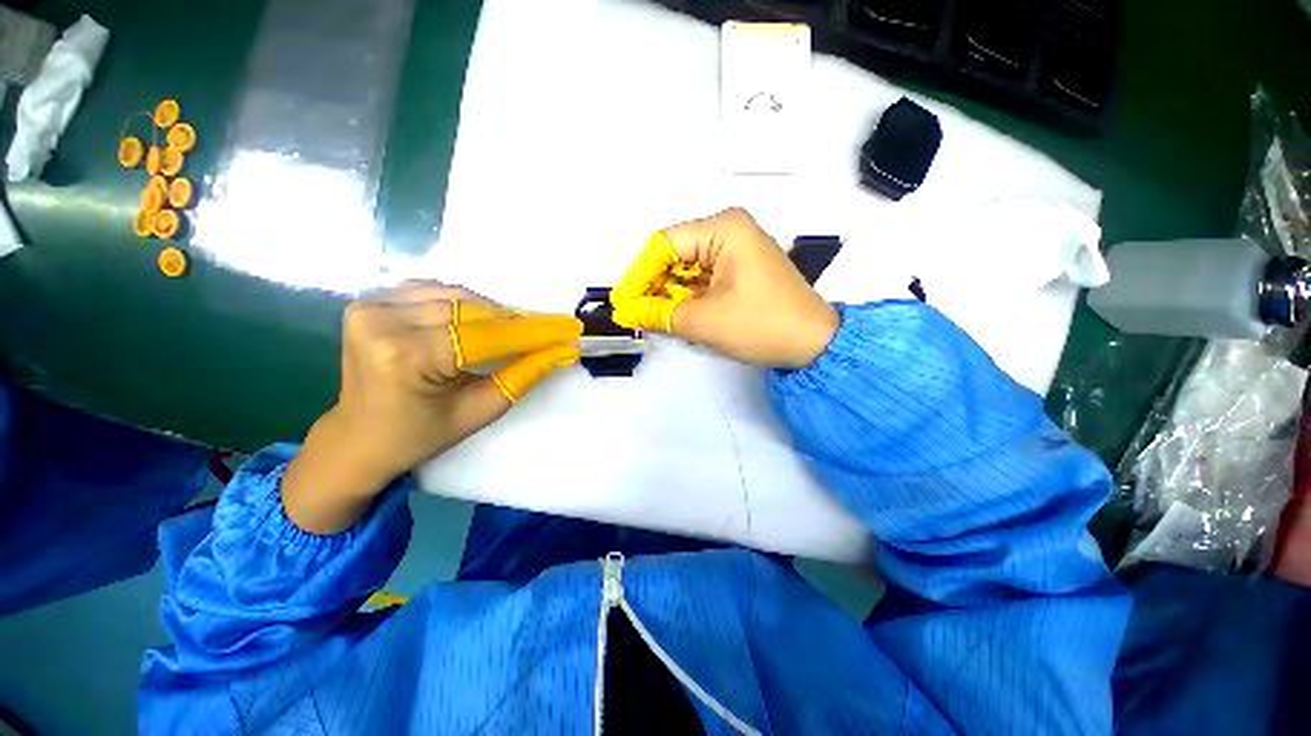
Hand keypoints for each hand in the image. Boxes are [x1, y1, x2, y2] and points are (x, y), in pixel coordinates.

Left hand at [283, 283, 581, 533]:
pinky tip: (479, 321)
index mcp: (406, 356)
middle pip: (473, 312)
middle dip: (516, 323)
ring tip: (515, 332)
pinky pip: (434, 291)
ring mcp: (371, 306)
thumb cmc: (420, 434)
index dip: (534, 332)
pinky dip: (465, 304)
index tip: (570, 328)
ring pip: (457, 297)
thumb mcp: (480, 410)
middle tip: (548, 333)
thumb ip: (524, 375)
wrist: (357, 437)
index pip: (487, 335)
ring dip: (493, 313)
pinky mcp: (371, 302)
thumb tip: (563, 351)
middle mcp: (382, 321)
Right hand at [610, 208, 837, 367]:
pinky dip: (686, 298)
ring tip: (650, 317)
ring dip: (669, 294)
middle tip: (634, 313)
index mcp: (723, 229)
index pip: (664, 244)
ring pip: (687, 269)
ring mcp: (735, 252)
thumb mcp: (704, 321)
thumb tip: (626, 311)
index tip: (623, 302)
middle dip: (653, 285)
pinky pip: (702, 280)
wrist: (814, 345)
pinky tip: (674, 315)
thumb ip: (659, 314)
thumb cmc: (762, 325)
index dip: (639, 274)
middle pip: (675, 255)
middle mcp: (729, 232)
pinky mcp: (738, 272)